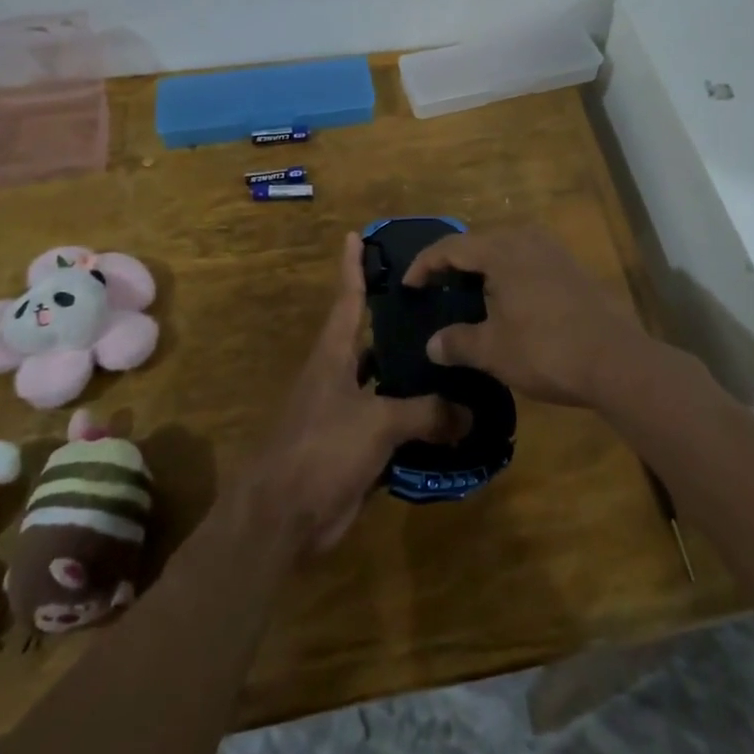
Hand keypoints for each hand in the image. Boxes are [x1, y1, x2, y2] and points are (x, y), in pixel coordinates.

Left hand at [246, 233, 461, 551]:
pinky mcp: (354, 448)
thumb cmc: (322, 449)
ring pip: (386, 384)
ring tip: (454, 358)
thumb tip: (470, 412)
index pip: (348, 300)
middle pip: (371, 339)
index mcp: (334, 356)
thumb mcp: (377, 423)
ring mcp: (344, 413)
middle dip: (399, 322)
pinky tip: (448, 420)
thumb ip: (425, 413)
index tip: (356, 236)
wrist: (283, 517)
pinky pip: (392, 426)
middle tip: (439, 301)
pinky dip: (416, 422)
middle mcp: (338, 377)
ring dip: (413, 376)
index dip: (353, 267)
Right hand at [402, 226, 651, 406]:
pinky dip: (510, 274)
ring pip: (507, 250)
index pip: (451, 247)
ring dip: (484, 268)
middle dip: (454, 263)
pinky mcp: (573, 268)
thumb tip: (432, 345)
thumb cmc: (545, 349)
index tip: (409, 285)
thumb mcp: (493, 351)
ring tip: (471, 294)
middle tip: (437, 287)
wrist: (615, 360)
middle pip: (479, 243)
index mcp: (501, 251)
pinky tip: (510, 301)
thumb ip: (457, 343)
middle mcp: (527, 240)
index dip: (424, 264)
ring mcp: (554, 252)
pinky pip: (529, 261)